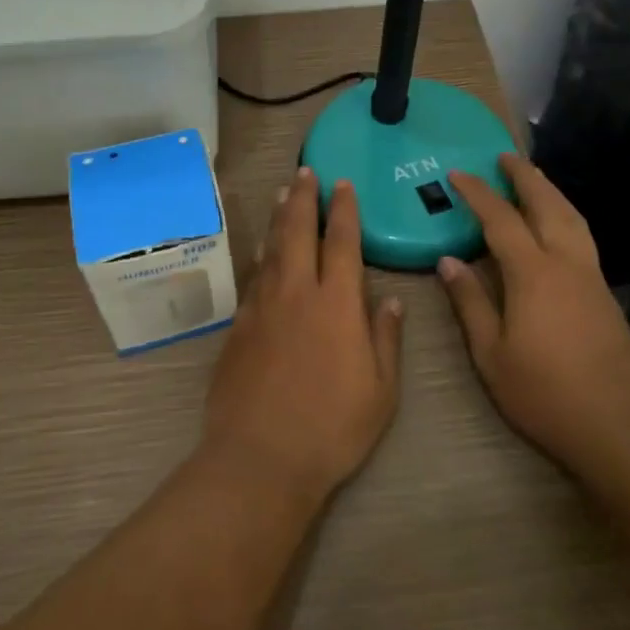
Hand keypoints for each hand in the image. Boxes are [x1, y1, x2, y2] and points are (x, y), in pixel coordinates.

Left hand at [202, 168, 402, 501]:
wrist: (260, 458)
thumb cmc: (332, 428)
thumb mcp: (380, 391)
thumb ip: (385, 338)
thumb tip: (389, 300)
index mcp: (337, 304)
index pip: (342, 242)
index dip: (344, 209)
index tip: (344, 184)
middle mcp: (298, 292)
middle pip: (300, 231)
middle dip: (305, 197)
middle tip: (306, 171)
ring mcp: (263, 306)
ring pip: (272, 247)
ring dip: (280, 217)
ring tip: (283, 192)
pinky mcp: (240, 325)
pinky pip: (253, 275)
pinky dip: (260, 253)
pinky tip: (262, 246)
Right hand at [441, 155, 629, 477]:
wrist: (620, 426)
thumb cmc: (545, 393)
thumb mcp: (491, 354)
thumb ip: (470, 302)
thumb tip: (448, 261)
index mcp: (532, 274)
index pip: (500, 219)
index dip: (478, 193)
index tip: (458, 174)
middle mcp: (566, 262)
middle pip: (547, 204)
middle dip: (524, 177)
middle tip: (504, 156)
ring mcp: (591, 275)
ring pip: (572, 216)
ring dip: (550, 191)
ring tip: (534, 177)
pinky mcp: (606, 292)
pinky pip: (582, 234)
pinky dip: (566, 213)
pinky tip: (558, 223)